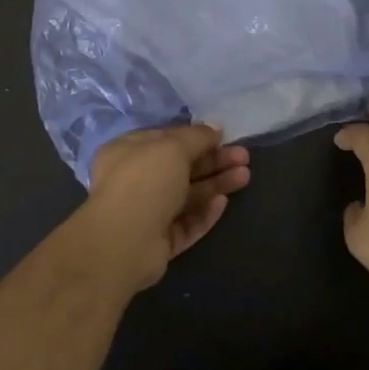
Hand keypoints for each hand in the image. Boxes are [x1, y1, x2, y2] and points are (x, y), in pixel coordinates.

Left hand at [77, 125, 250, 292]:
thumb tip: (215, 127)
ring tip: (244, 177)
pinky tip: (223, 203)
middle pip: (181, 168)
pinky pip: (185, 223)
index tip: (224, 136)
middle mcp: (134, 181)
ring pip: (187, 196)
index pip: (166, 140)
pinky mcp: (158, 242)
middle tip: (244, 157)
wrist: (124, 242)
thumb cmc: (145, 181)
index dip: (196, 137)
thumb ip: (197, 136)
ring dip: (215, 184)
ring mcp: (146, 213)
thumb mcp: (173, 147)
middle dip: (213, 161)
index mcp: (128, 152)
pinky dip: (204, 212)